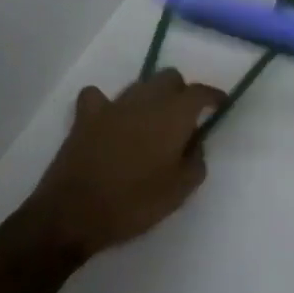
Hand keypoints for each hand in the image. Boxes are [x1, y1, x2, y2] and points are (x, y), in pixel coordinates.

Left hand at [21, 69, 225, 258]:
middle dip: (180, 92)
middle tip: (183, 119)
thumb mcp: (179, 191)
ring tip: (150, 123)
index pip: (199, 92)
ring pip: (139, 85)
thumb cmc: (134, 203)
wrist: (73, 214)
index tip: (220, 104)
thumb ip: (196, 160)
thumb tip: (195, 142)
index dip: (212, 96)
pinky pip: (98, 96)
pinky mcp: (85, 116)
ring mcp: (113, 105)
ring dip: (150, 97)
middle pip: (169, 78)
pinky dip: (106, 104)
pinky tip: (110, 119)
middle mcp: (145, 100)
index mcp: (173, 115)